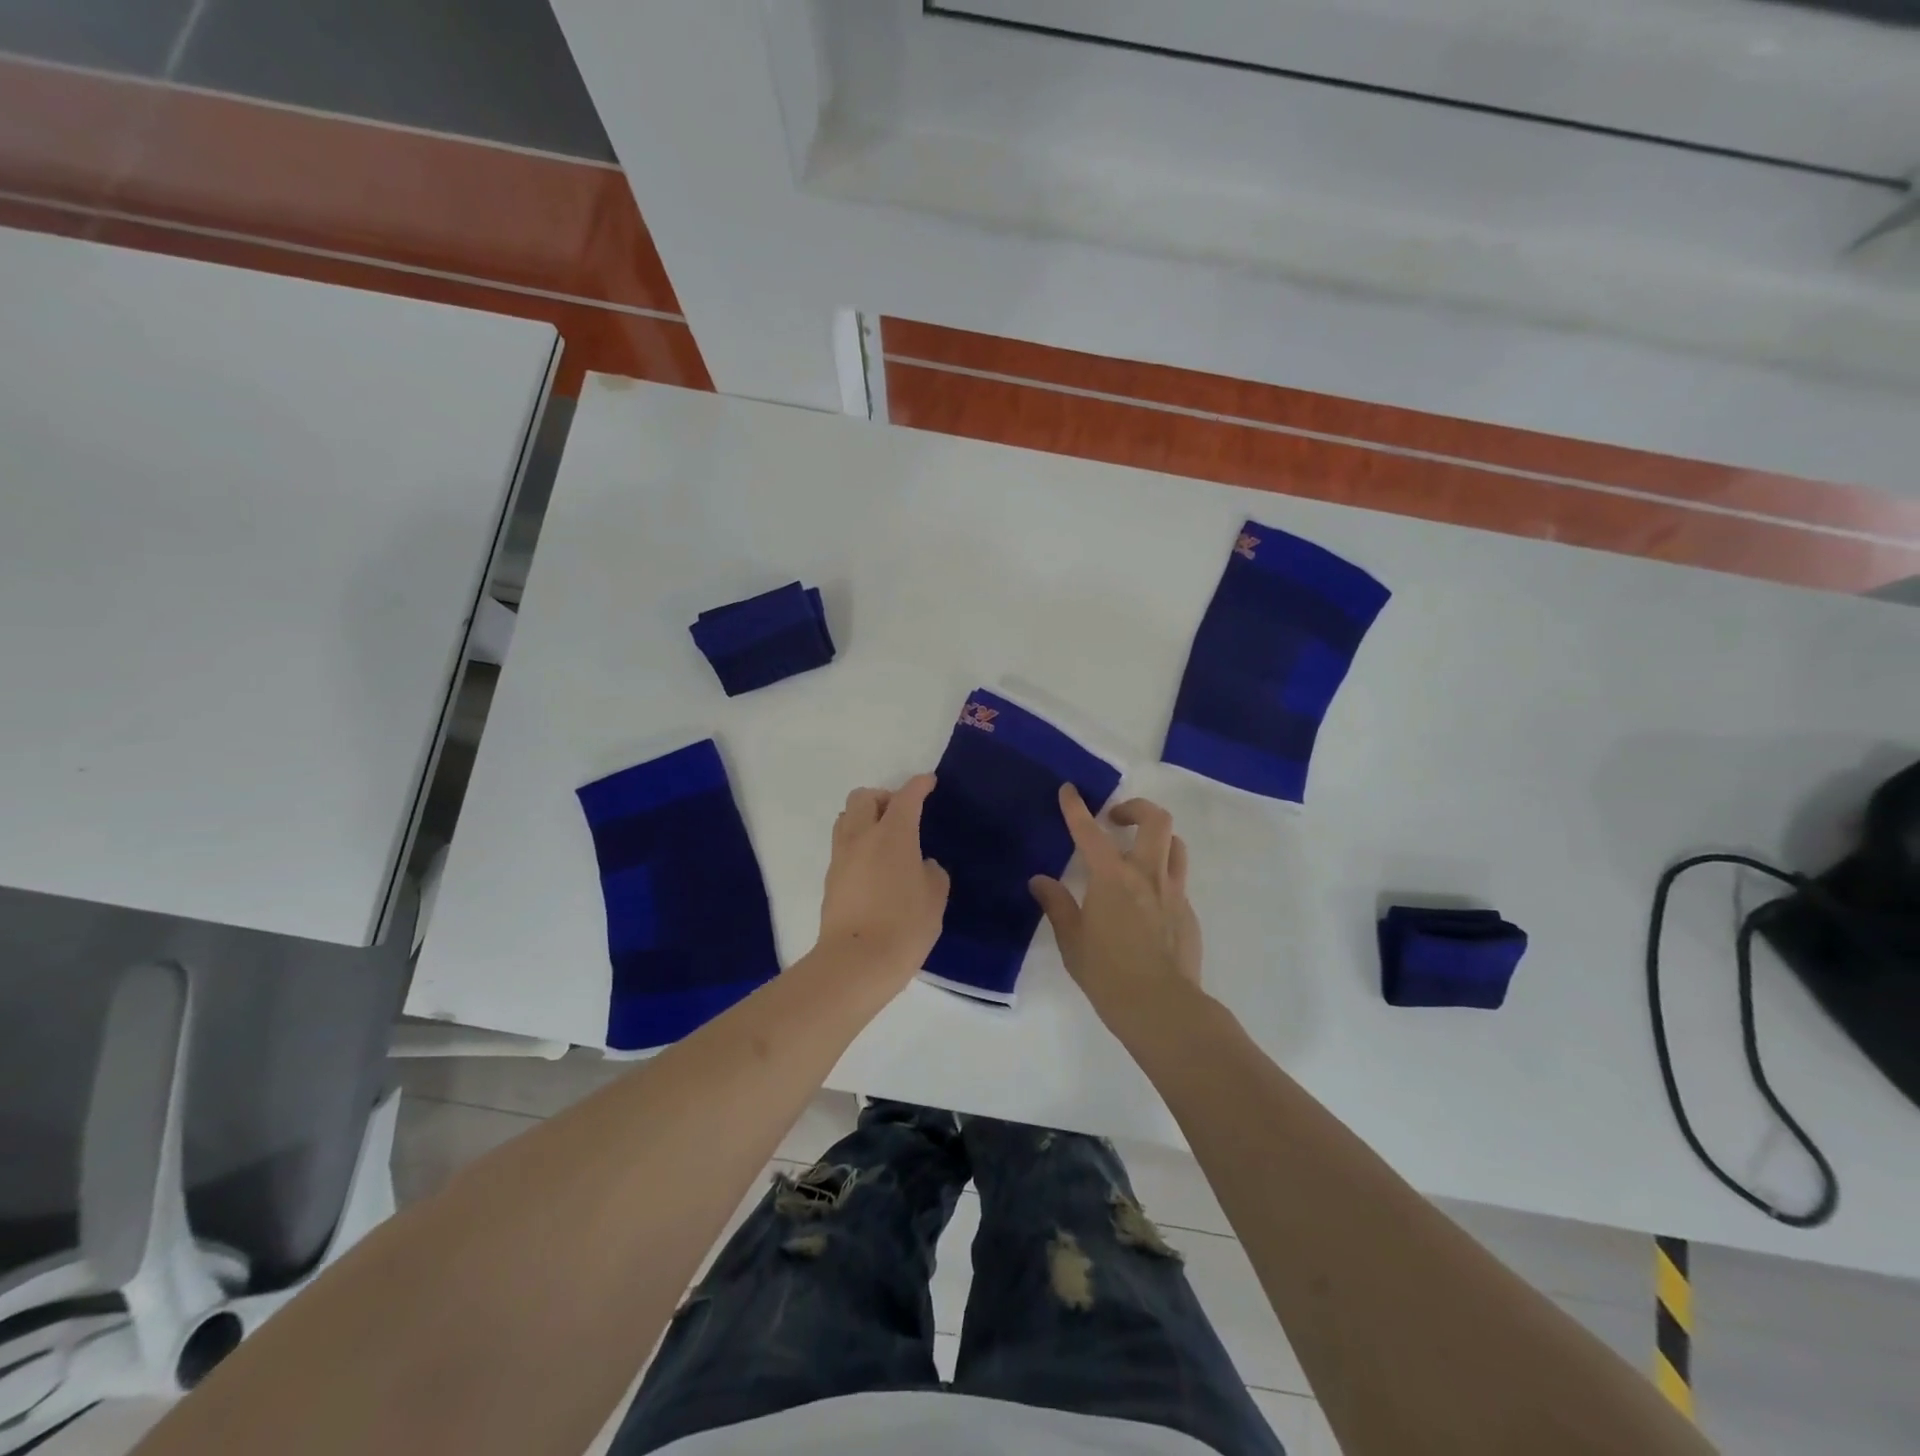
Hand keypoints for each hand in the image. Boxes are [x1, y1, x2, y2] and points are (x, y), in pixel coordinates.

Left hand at [816, 774, 949, 986]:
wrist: (856, 963)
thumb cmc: (904, 926)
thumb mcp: (935, 897)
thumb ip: (931, 872)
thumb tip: (921, 866)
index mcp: (892, 834)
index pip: (906, 797)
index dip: (919, 785)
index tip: (928, 782)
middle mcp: (861, 836)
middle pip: (864, 797)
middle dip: (883, 797)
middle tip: (901, 814)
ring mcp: (841, 857)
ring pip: (847, 818)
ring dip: (865, 818)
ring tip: (884, 838)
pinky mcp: (830, 879)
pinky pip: (843, 846)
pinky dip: (858, 844)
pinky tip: (874, 866)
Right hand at [1030, 787, 1203, 1027]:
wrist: (1162, 1007)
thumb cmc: (1108, 974)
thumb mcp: (1072, 941)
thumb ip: (1057, 905)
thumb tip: (1040, 881)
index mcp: (1112, 878)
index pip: (1090, 832)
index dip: (1076, 807)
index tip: (1069, 789)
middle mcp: (1147, 875)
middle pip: (1155, 820)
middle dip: (1135, 808)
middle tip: (1115, 819)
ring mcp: (1173, 892)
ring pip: (1174, 844)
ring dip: (1156, 837)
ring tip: (1136, 851)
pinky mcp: (1188, 912)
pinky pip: (1177, 879)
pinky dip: (1161, 875)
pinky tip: (1146, 901)